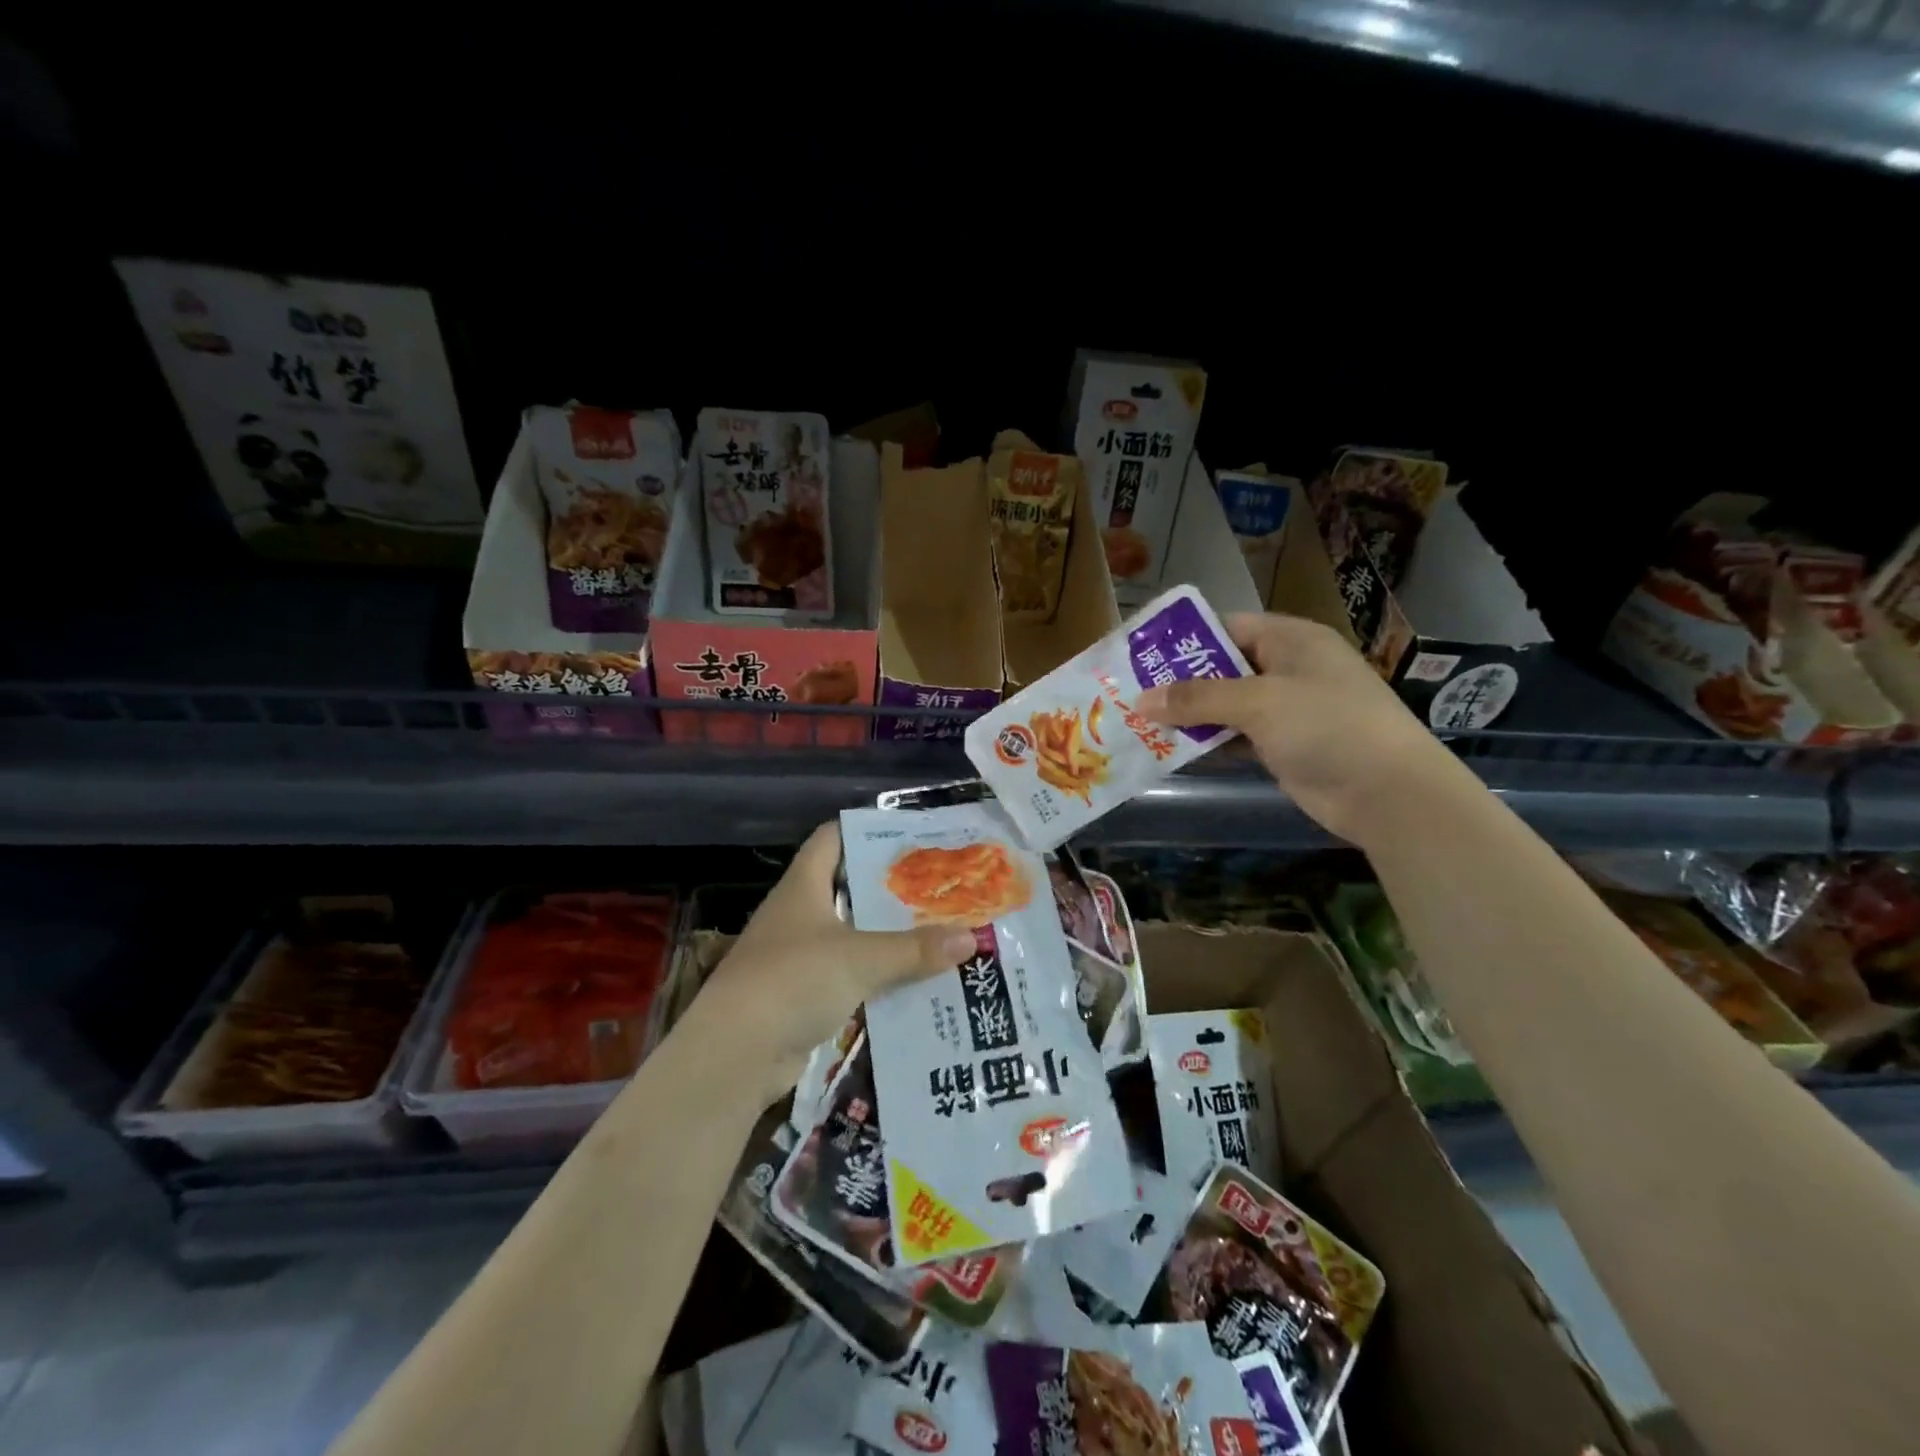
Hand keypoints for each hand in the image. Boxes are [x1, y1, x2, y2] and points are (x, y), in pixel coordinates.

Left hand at [696, 823, 975, 1106]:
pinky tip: (913, 981)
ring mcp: (796, 958)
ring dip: (887, 937)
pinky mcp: (802, 997)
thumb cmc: (793, 981)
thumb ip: (915, 949)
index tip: (908, 833)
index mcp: (802, 887)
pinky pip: (849, 977)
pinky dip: (877, 978)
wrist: (736, 1055)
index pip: (830, 839)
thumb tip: (973, 937)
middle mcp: (797, 915)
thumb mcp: (860, 958)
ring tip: (938, 931)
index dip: (863, 829)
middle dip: (890, 889)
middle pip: (847, 889)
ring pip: (851, 936)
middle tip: (939, 886)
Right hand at [1135, 612, 1467, 847]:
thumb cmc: (1326, 726)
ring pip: (1226, 704)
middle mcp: (1287, 667)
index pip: (1226, 627)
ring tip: (1139, 721)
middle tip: (1130, 693)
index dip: (1183, 640)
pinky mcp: (1283, 744)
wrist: (1387, 792)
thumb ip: (1197, 698)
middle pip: (1222, 667)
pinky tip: (1172, 748)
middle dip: (1179, 682)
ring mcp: (1287, 708)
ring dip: (1189, 715)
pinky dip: (1208, 740)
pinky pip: (1235, 735)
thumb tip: (1140, 700)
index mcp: (1290, 639)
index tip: (1139, 656)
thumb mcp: (1258, 702)